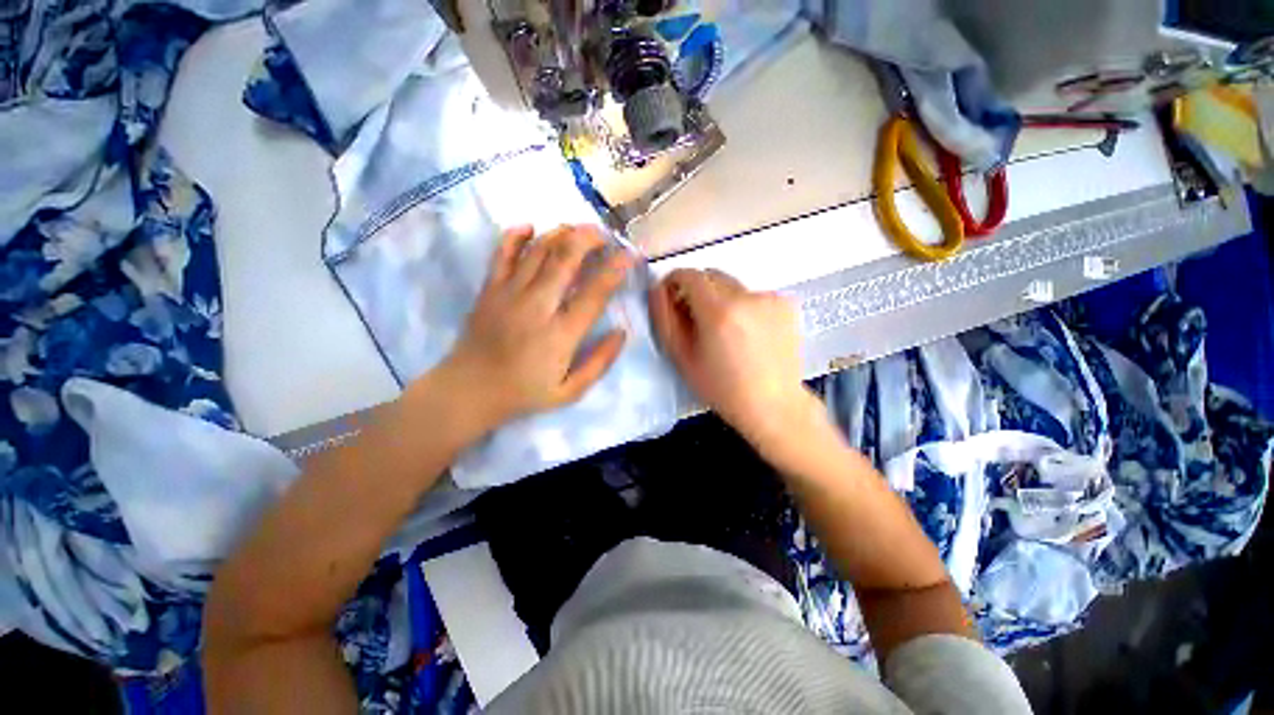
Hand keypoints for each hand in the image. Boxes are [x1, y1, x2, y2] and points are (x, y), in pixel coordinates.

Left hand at [427, 225, 632, 428]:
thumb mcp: (570, 391)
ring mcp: (509, 293)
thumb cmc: (524, 393)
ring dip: (561, 233)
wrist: (469, 391)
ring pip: (538, 250)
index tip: (630, 255)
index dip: (615, 269)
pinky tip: (530, 227)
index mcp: (560, 334)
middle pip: (565, 259)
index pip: (595, 292)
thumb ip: (600, 362)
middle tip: (604, 234)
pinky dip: (516, 235)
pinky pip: (502, 253)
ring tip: (578, 230)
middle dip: (589, 239)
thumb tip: (622, 332)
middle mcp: (537, 306)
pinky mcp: (489, 289)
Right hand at [649, 268, 816, 445]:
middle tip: (696, 319)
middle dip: (697, 291)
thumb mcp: (682, 358)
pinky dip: (743, 306)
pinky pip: (753, 295)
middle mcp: (747, 296)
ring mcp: (770, 298)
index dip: (674, 282)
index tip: (672, 298)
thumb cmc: (722, 388)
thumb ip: (664, 319)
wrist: (773, 405)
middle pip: (711, 276)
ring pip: (732, 285)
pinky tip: (747, 333)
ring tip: (724, 331)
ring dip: (720, 299)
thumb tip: (657, 289)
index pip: (689, 274)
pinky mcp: (786, 304)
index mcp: (718, 311)